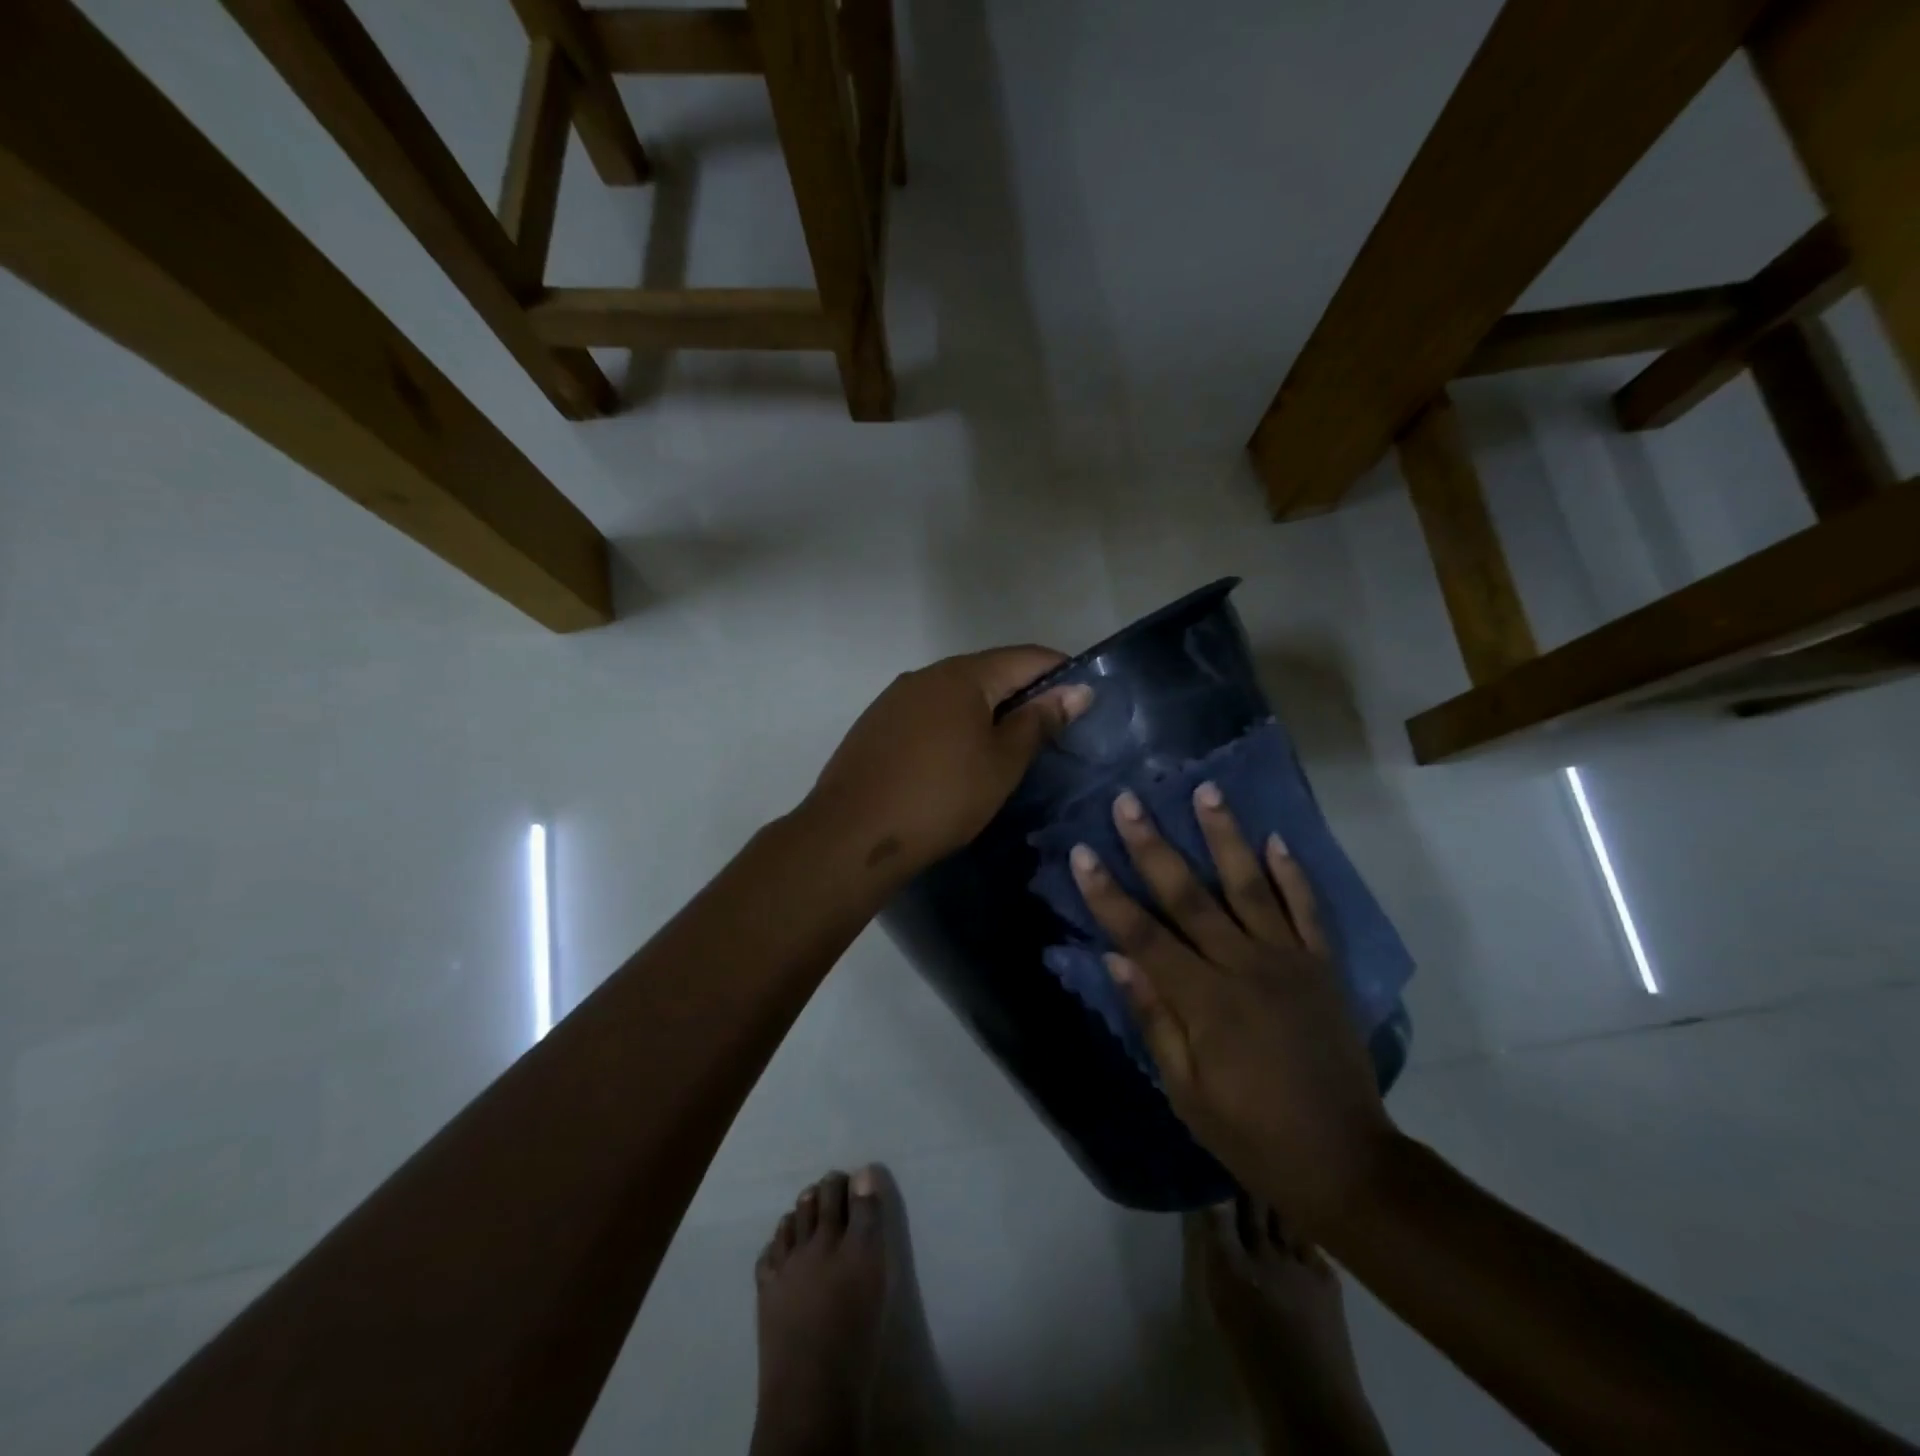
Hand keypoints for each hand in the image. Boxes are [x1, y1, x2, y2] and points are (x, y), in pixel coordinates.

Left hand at [803, 646, 1091, 884]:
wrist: (853, 834)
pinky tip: (958, 757)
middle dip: (1024, 693)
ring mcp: (895, 698)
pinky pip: (929, 713)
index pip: (1025, 657)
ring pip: (956, 693)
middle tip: (1051, 730)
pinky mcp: (876, 724)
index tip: (1085, 699)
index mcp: (962, 675)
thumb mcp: (1002, 763)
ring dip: (987, 710)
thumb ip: (1038, 722)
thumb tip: (1075, 690)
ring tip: (1008, 746)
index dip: (1061, 672)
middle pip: (989, 672)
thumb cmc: (941, 798)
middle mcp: (926, 674)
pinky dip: (954, 725)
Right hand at [1069, 784, 1397, 1237]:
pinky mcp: (1323, 966)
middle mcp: (1244, 967)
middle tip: (1130, 800)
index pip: (1142, 935)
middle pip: (1189, 896)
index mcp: (1204, 1001)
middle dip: (1153, 846)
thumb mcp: (1186, 1090)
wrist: (1346, 1162)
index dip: (1107, 894)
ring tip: (1206, 790)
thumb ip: (1153, 1018)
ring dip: (1225, 836)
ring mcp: (1289, 961)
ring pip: (1250, 886)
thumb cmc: (1251, 1133)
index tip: (1082, 852)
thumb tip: (1114, 959)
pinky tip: (1276, 838)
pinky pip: (1308, 910)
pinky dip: (1293, 873)